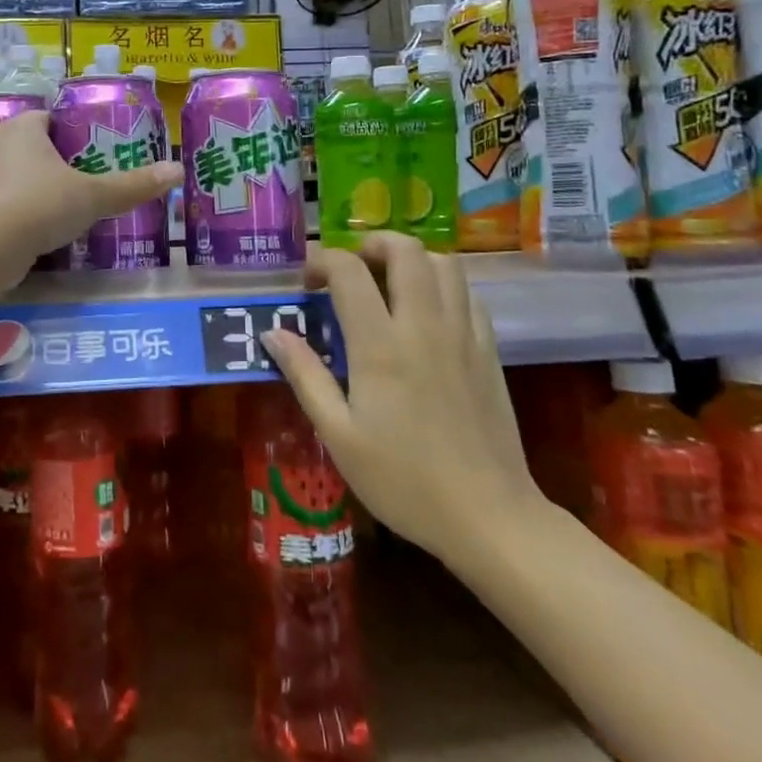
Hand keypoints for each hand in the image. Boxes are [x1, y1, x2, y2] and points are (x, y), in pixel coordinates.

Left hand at [0, 109, 179, 266]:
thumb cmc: (43, 205)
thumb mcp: (95, 196)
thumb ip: (133, 185)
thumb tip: (177, 171)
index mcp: (21, 129)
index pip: (44, 119)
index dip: (64, 134)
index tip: (83, 156)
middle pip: (22, 145)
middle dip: (43, 162)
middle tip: (71, 185)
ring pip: (2, 173)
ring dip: (20, 186)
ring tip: (48, 211)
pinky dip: (3, 212)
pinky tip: (22, 233)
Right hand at [261, 233, 547, 569]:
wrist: (488, 517)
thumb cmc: (403, 480)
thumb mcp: (339, 435)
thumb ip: (305, 375)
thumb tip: (272, 332)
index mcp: (380, 345)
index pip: (349, 271)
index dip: (323, 261)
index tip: (308, 281)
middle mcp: (423, 325)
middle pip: (406, 250)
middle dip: (372, 244)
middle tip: (352, 269)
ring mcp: (463, 334)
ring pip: (444, 263)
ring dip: (412, 259)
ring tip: (389, 282)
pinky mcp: (489, 350)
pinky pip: (468, 294)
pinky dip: (443, 286)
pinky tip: (427, 313)